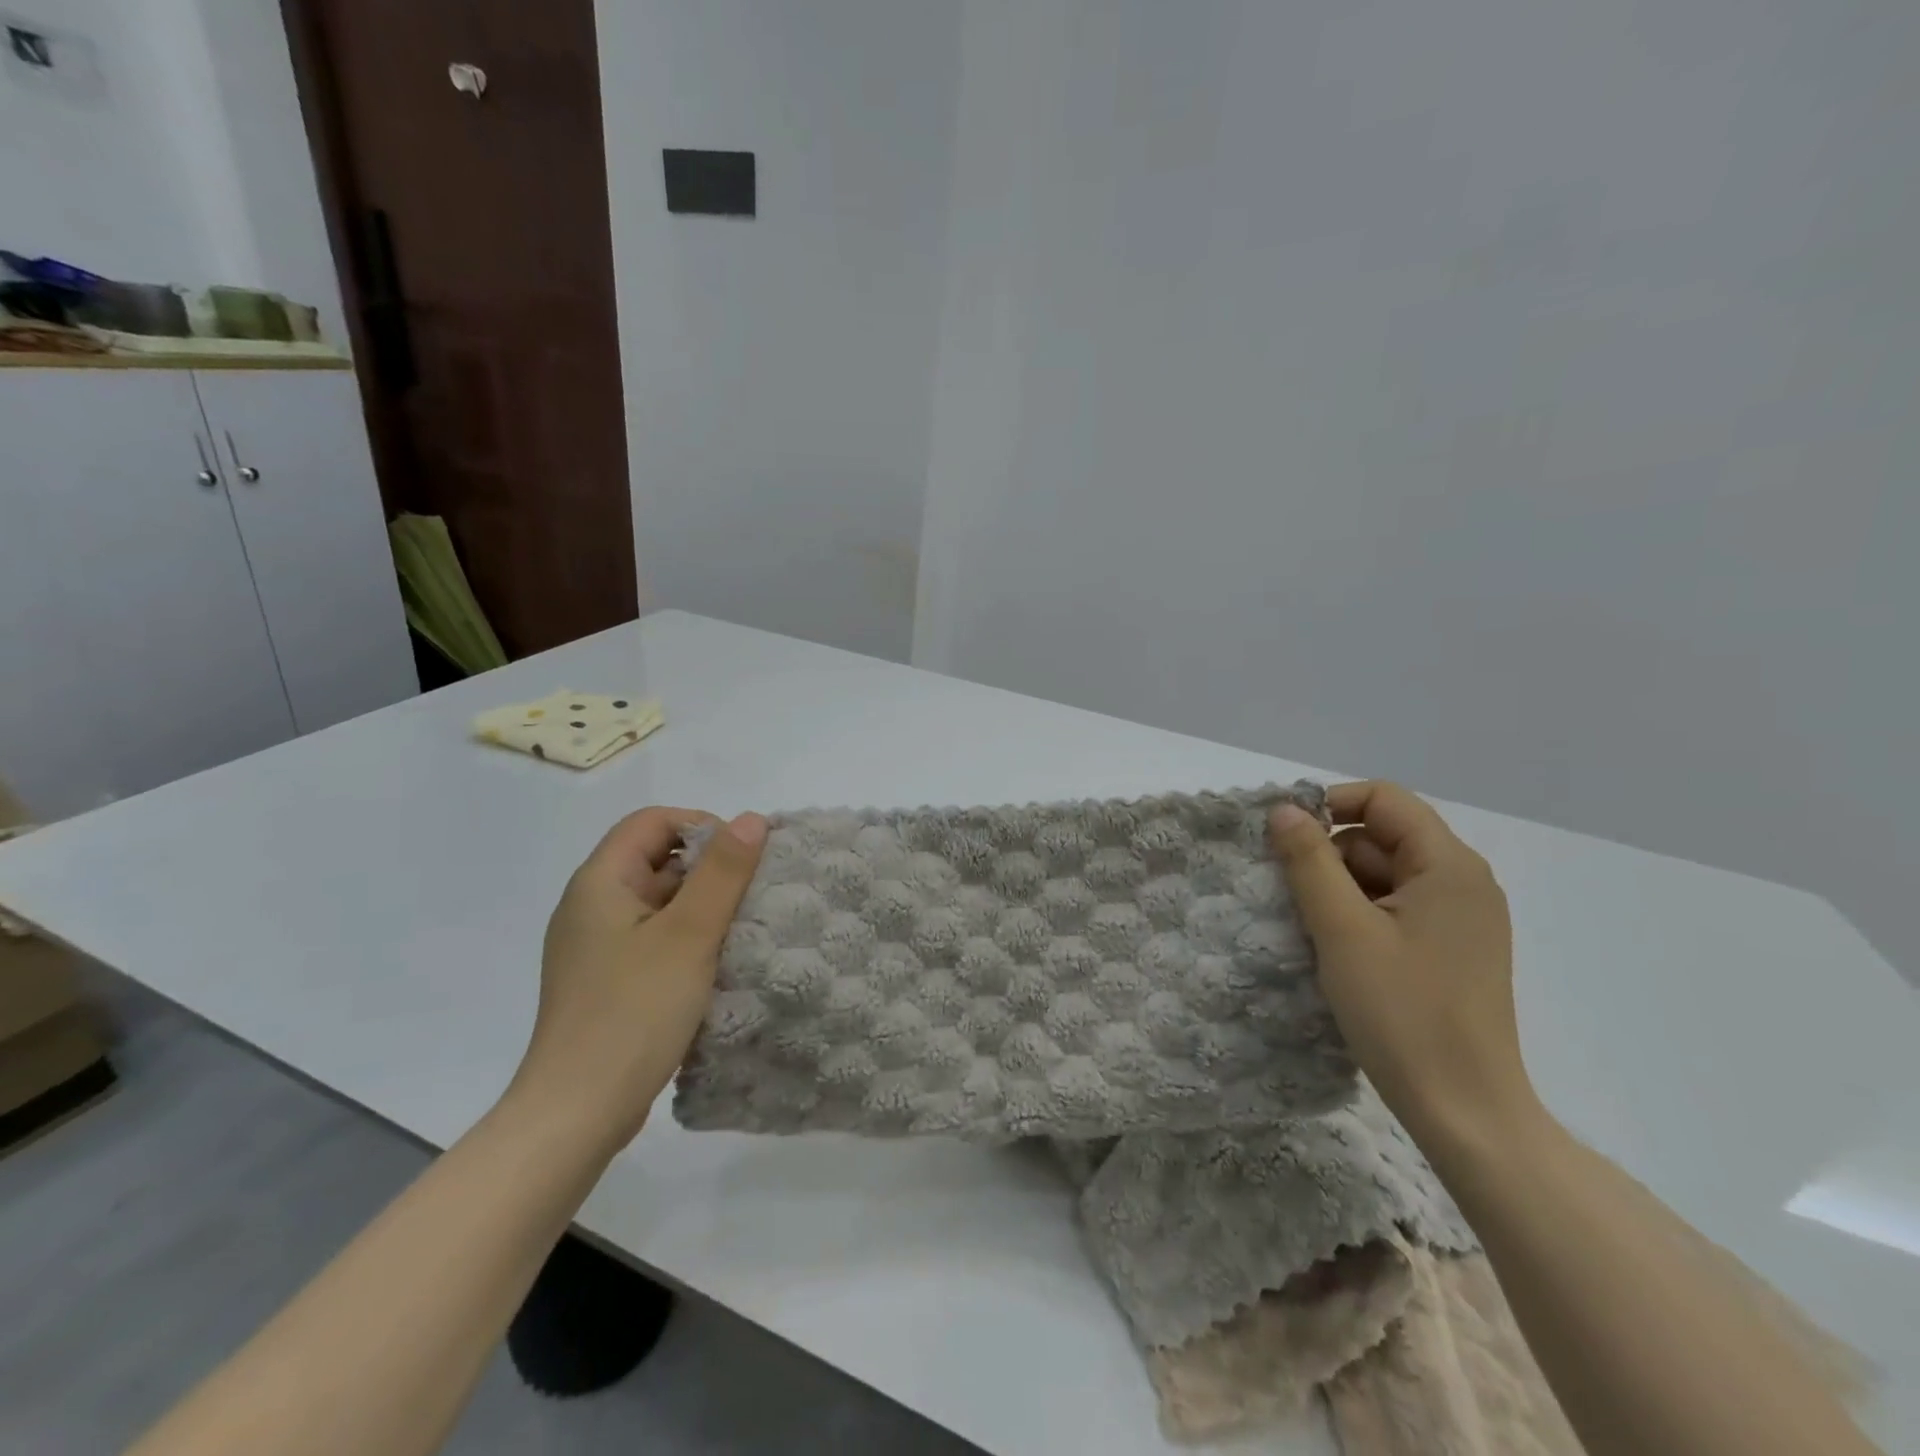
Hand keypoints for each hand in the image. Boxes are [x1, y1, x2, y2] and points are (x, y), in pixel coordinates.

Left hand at [511, 805, 767, 1150]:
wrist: (577, 1114)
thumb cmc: (634, 1012)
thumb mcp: (689, 935)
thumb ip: (723, 873)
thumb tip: (752, 819)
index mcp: (600, 882)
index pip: (652, 822)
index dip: (701, 825)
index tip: (742, 858)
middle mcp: (592, 906)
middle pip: (657, 859)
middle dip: (709, 869)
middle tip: (752, 895)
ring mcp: (598, 946)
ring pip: (660, 902)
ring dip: (704, 907)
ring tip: (745, 928)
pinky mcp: (609, 980)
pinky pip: (655, 938)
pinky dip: (689, 938)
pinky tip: (718, 963)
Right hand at [1268, 782, 1532, 1139]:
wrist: (1464, 1111)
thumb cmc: (1401, 1013)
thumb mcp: (1341, 929)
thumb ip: (1308, 860)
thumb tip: (1283, 809)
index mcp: (1449, 865)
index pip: (1383, 799)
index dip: (1330, 806)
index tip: (1286, 841)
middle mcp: (1464, 882)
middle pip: (1382, 836)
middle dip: (1331, 857)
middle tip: (1296, 899)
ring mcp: (1461, 918)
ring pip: (1384, 874)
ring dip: (1341, 890)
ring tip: (1316, 933)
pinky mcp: (1451, 949)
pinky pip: (1395, 908)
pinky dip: (1360, 916)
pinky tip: (1339, 951)